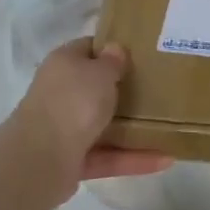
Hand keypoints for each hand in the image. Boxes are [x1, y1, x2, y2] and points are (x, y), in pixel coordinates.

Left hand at [9, 38, 172, 187]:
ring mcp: (64, 129)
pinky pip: (108, 156)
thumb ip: (112, 61)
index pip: (87, 49)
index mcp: (63, 64)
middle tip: (158, 89)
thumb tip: (114, 49)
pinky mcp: (72, 161)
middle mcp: (60, 94)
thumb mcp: (99, 73)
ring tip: (169, 128)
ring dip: (131, 129)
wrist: (40, 158)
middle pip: (94, 89)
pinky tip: (164, 160)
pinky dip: (133, 158)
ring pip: (102, 126)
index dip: (111, 49)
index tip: (140, 54)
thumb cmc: (74, 102)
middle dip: (122, 91)